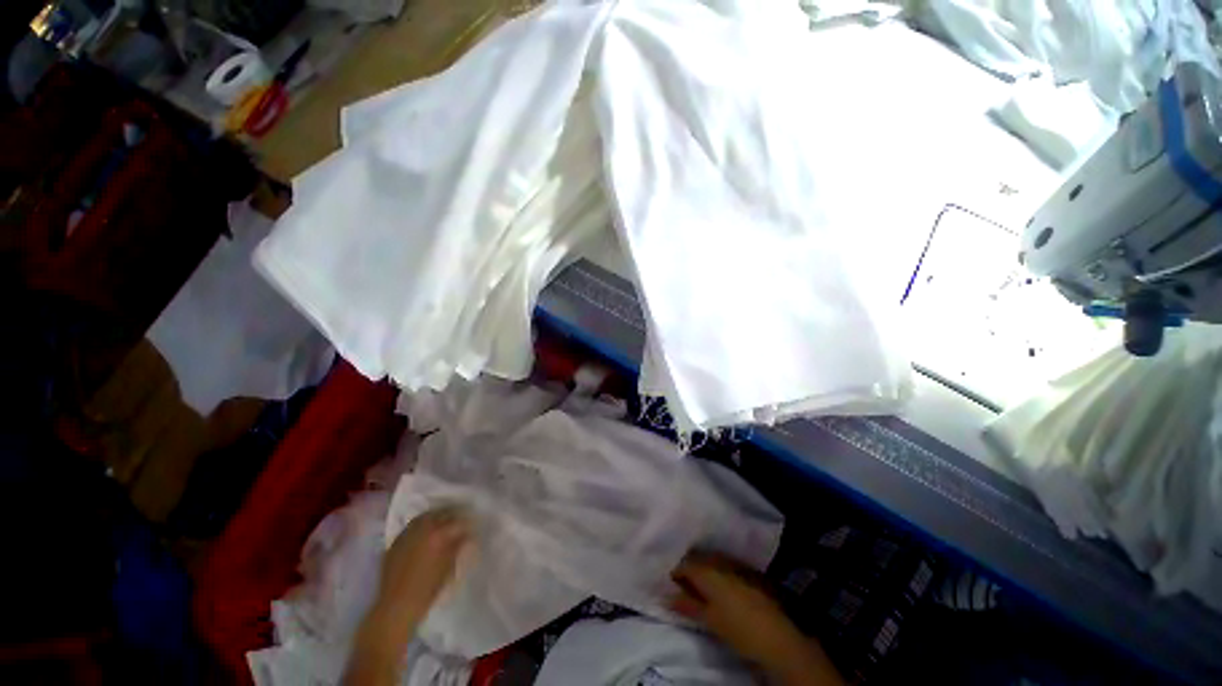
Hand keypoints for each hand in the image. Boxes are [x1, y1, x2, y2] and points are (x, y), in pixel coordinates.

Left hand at [377, 506, 470, 625]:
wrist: (397, 606)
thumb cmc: (427, 589)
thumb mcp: (449, 567)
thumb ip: (458, 546)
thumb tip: (466, 535)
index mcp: (439, 535)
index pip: (458, 521)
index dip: (467, 523)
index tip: (471, 526)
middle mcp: (423, 529)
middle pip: (442, 513)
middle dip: (452, 516)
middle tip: (459, 522)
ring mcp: (407, 533)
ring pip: (426, 516)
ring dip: (436, 517)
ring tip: (442, 523)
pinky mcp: (396, 541)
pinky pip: (412, 526)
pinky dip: (421, 525)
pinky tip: (425, 533)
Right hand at [670, 553, 843, 685]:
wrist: (776, 635)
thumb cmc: (737, 627)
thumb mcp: (709, 619)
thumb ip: (687, 605)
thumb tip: (666, 596)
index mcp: (707, 571)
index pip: (684, 564)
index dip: (674, 571)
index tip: (666, 580)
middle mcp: (720, 562)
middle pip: (697, 559)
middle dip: (687, 567)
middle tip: (679, 581)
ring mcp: (735, 566)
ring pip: (711, 560)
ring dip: (702, 568)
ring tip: (696, 582)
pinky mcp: (747, 572)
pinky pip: (724, 565)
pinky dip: (715, 571)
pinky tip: (716, 584)